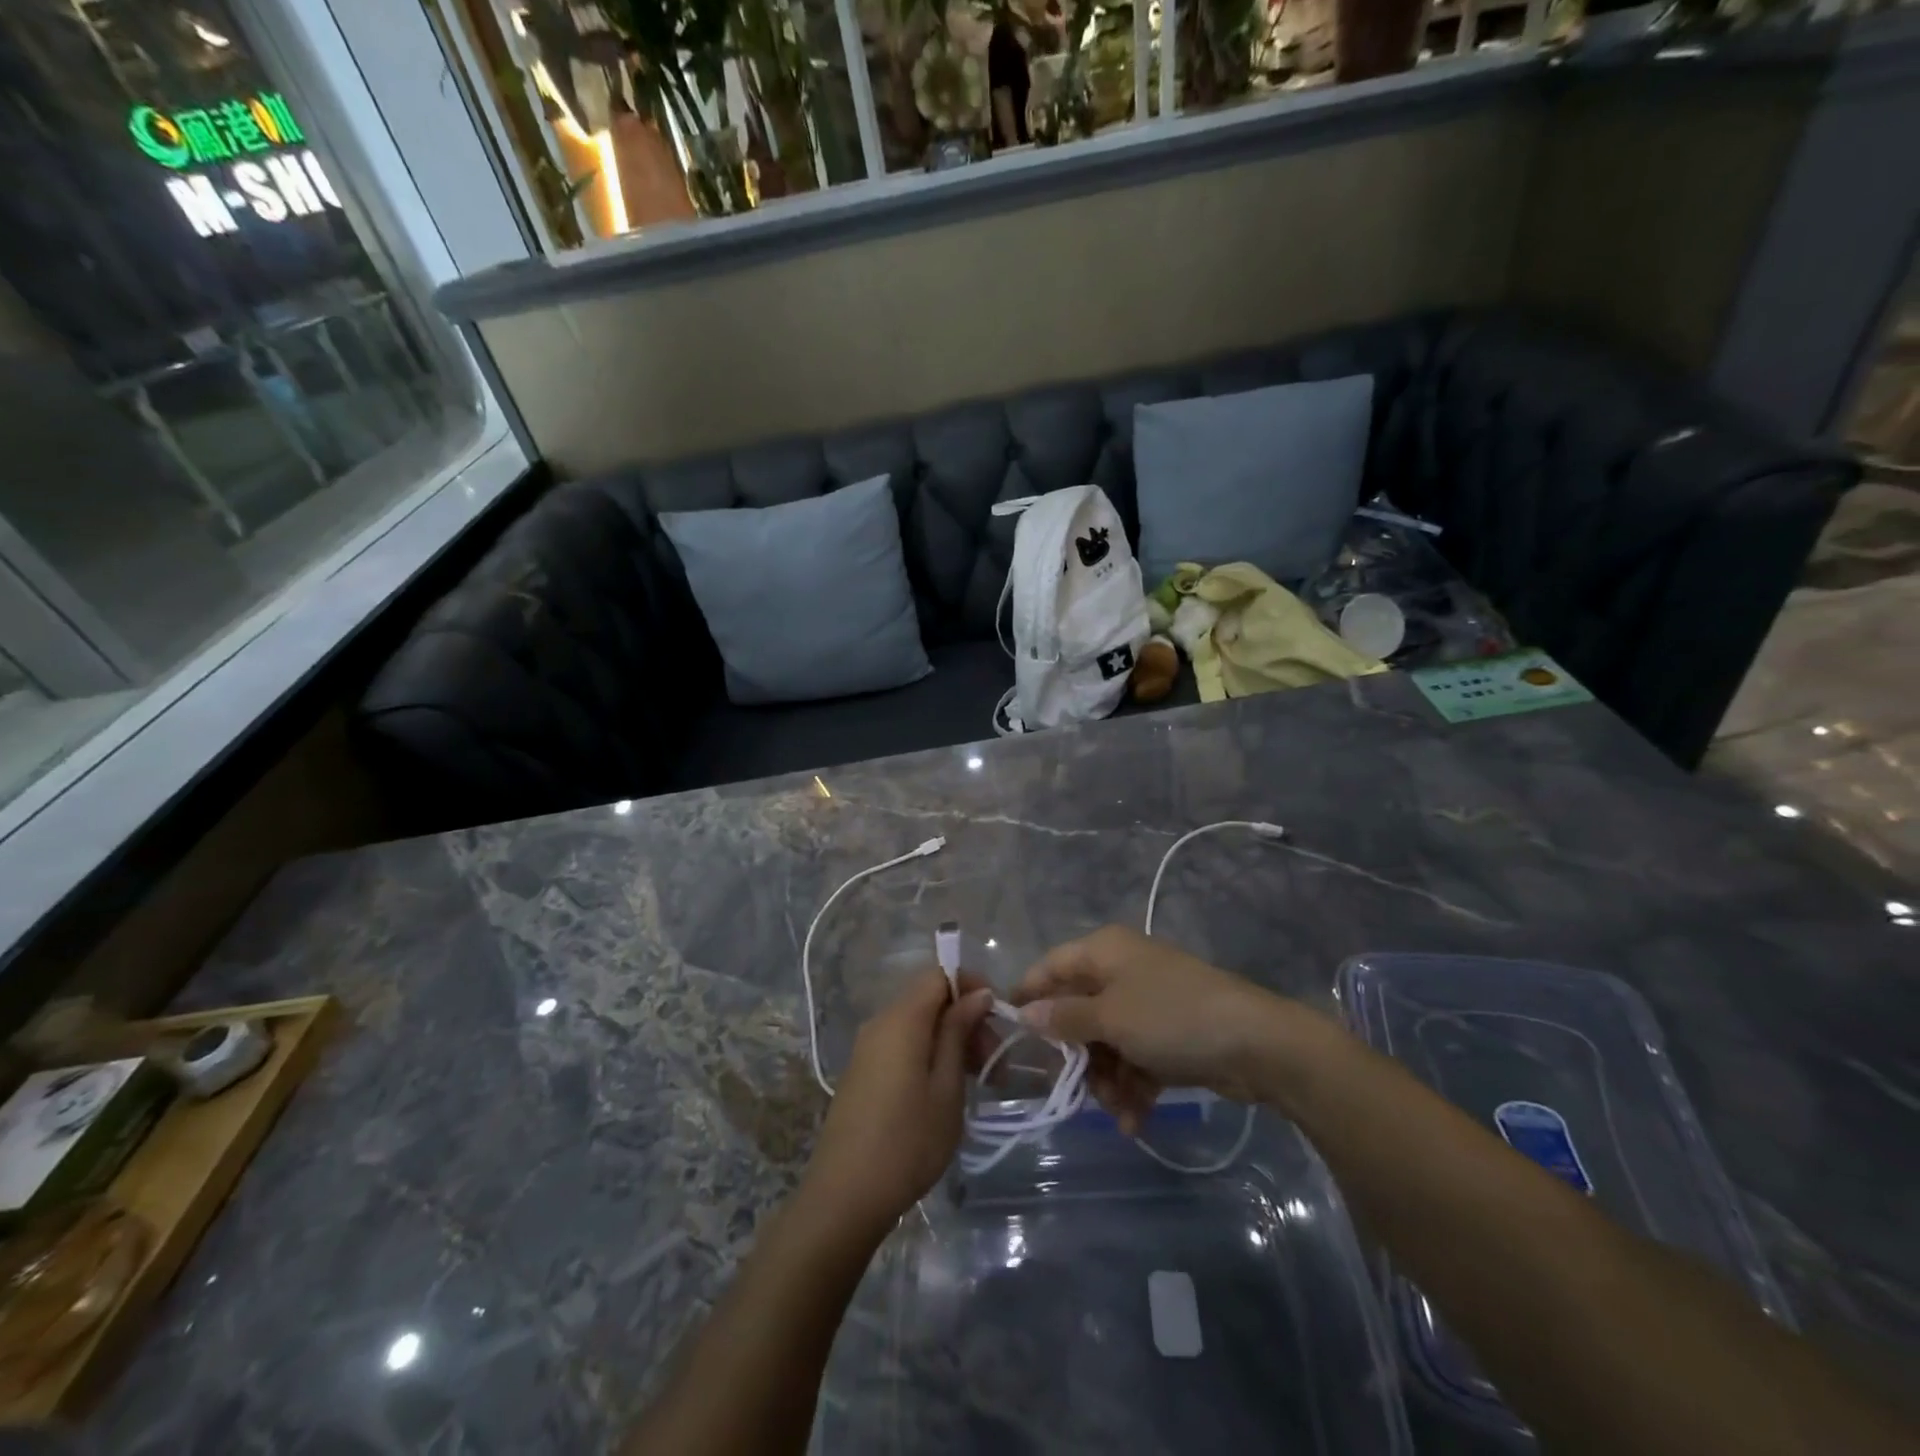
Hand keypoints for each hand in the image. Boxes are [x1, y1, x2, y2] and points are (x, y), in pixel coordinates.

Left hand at [801, 970, 993, 1235]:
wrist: (844, 1196)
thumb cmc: (907, 1142)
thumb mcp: (946, 1087)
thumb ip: (958, 1032)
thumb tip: (976, 994)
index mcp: (902, 1018)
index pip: (939, 973)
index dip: (972, 985)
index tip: (998, 1018)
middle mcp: (880, 1021)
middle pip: (929, 998)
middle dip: (966, 1018)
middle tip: (994, 1062)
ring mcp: (867, 1046)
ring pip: (917, 1022)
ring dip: (950, 1038)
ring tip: (978, 1079)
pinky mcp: (863, 1069)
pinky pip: (902, 1042)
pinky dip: (929, 1052)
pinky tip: (946, 1089)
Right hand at [1013, 925, 1332, 1129]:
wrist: (1257, 1044)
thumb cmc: (1172, 1017)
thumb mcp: (1111, 1017)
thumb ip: (1065, 1017)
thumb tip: (1025, 1013)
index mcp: (1104, 952)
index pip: (1050, 967)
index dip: (1028, 996)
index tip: (1010, 1034)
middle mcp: (1122, 970)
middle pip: (1078, 1011)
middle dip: (1076, 1055)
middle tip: (1072, 1088)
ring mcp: (1147, 1003)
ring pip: (1106, 1041)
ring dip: (1105, 1079)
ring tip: (1117, 1110)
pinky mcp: (1169, 1034)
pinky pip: (1134, 1058)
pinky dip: (1132, 1087)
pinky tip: (1135, 1121)